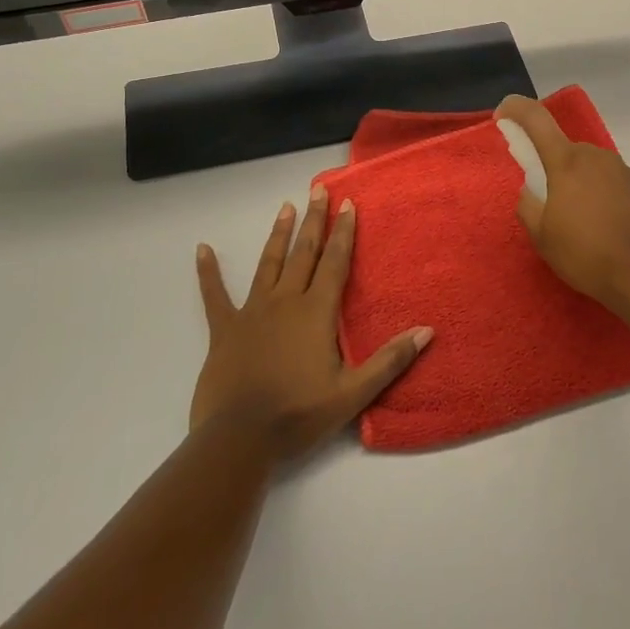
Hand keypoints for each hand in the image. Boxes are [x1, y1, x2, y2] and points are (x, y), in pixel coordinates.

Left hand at [191, 185, 432, 461]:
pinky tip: (202, 249)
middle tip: (319, 190)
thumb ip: (390, 360)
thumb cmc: (299, 414)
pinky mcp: (224, 330)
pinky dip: (208, 272)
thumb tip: (427, 330)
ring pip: (268, 264)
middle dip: (313, 221)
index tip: (347, 204)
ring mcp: (252, 313)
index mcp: (316, 313)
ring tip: (286, 207)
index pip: (335, 263)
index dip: (343, 233)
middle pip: (303, 253)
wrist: (239, 439)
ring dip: (278, 235)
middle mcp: (285, 302)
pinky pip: (215, 295)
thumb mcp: (353, 392)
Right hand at [494, 95, 629, 312]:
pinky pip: (620, 189)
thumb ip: (529, 205)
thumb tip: (531, 190)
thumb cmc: (586, 254)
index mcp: (568, 162)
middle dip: (558, 171)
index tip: (503, 115)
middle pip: (569, 152)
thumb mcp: (542, 237)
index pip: (536, 119)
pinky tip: (613, 234)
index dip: (516, 109)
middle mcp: (600, 157)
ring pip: (597, 171)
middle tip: (554, 207)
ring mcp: (629, 173)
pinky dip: (611, 202)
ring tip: (588, 228)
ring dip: (587, 188)